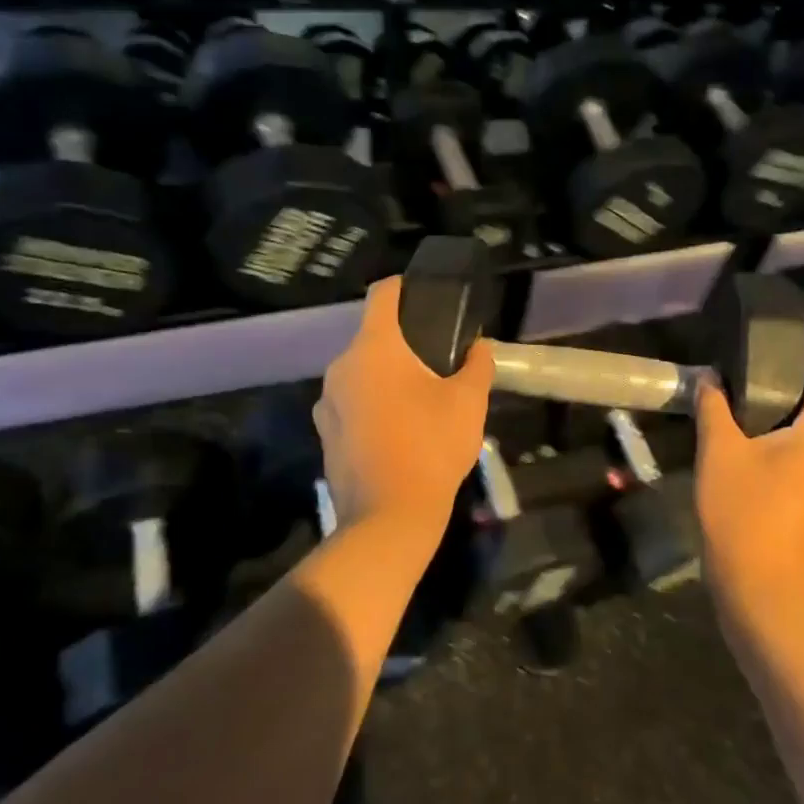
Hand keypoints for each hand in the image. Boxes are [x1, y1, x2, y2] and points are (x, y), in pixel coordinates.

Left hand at [314, 275, 494, 542]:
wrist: (389, 518)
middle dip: (404, 341)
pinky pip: (352, 402)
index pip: (383, 294)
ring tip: (422, 397)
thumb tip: (478, 347)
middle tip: (439, 357)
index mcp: (375, 349)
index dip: (405, 286)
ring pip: (362, 372)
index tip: (427, 293)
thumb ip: (476, 365)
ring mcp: (327, 402)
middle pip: (374, 336)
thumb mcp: (469, 402)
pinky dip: (373, 403)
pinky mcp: (325, 433)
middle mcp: (342, 367)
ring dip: (388, 375)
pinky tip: (400, 428)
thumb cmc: (431, 447)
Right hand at [694, 326, 803, 609]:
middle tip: (758, 357)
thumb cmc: (743, 515)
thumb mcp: (720, 454)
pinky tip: (761, 441)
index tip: (791, 322)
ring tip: (754, 396)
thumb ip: (715, 408)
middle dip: (796, 375)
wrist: (762, 593)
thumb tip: (710, 378)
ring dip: (792, 409)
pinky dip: (794, 438)